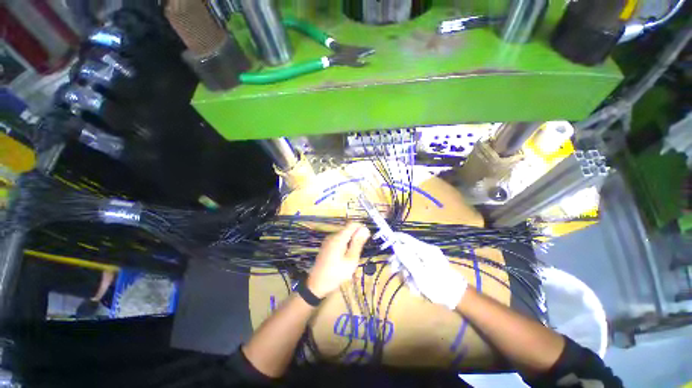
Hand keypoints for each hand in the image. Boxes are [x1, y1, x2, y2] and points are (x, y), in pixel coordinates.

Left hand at [307, 222, 370, 297]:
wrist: (316, 285)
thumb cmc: (336, 273)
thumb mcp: (351, 260)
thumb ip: (358, 243)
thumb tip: (365, 229)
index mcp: (339, 237)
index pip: (352, 224)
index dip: (361, 228)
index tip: (366, 239)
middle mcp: (332, 236)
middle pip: (348, 230)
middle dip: (356, 237)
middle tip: (358, 253)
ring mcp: (328, 241)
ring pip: (343, 236)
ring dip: (350, 242)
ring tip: (352, 257)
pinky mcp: (326, 246)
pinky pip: (338, 241)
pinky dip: (344, 245)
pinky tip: (344, 258)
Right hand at [391, 233, 467, 309]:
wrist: (457, 297)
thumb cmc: (437, 285)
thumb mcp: (420, 274)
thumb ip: (407, 258)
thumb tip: (396, 245)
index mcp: (424, 249)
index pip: (405, 238)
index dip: (394, 238)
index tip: (385, 244)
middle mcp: (425, 251)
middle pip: (406, 250)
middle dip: (399, 261)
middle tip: (394, 272)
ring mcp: (427, 258)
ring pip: (409, 260)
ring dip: (406, 272)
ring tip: (411, 286)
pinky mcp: (428, 265)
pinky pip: (415, 266)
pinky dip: (413, 276)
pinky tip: (416, 287)